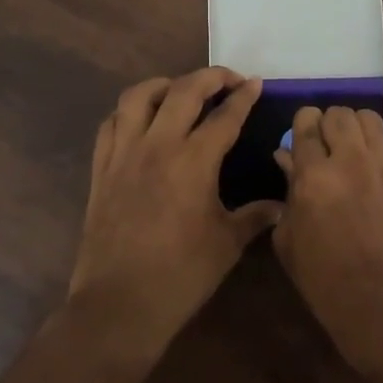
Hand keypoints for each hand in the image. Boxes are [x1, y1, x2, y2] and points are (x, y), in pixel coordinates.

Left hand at [68, 69, 279, 357]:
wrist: (120, 305)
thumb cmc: (181, 275)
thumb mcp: (227, 244)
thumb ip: (255, 216)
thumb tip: (281, 205)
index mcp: (194, 161)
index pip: (224, 116)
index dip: (243, 97)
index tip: (255, 84)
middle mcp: (157, 146)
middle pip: (183, 91)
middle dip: (210, 77)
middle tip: (228, 79)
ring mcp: (123, 155)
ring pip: (138, 97)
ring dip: (164, 85)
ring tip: (180, 91)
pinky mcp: (101, 170)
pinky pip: (110, 125)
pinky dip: (128, 112)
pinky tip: (141, 121)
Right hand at [272, 105, 382, 379]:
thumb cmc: (325, 281)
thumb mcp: (290, 241)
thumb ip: (288, 193)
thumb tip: (287, 160)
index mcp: (314, 176)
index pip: (307, 123)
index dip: (301, 126)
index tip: (298, 139)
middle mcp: (350, 161)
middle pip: (339, 113)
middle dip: (326, 123)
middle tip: (321, 145)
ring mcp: (382, 168)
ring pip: (367, 119)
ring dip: (352, 127)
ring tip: (345, 149)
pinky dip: (370, 147)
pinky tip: (363, 173)